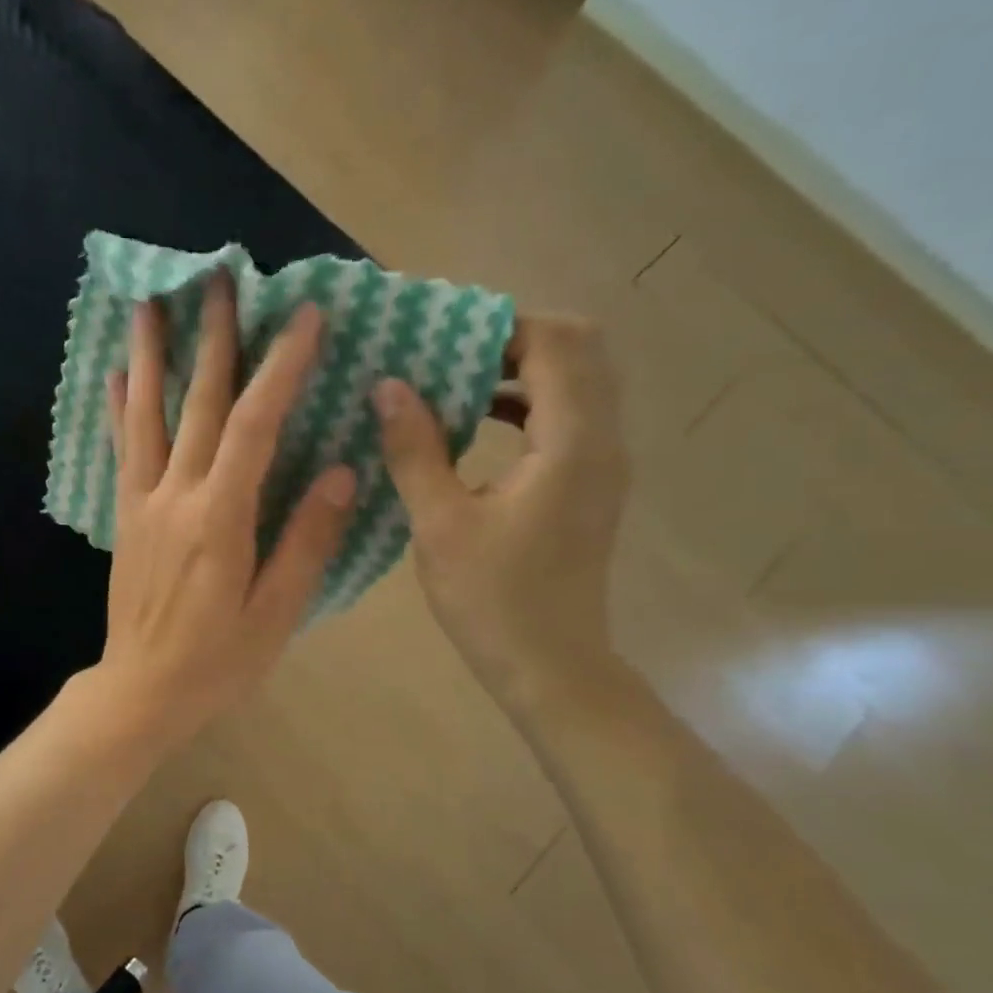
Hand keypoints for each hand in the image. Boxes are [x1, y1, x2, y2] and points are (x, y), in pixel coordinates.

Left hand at [91, 272, 356, 747]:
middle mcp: (176, 497)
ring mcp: (144, 504)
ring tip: (150, 300)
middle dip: (213, 337)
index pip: (255, 425)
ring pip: (147, 415)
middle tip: (219, 277)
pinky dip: (121, 408)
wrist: (142, 692)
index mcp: (221, 518)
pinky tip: (117, 375)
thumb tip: (340, 472)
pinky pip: (123, 451)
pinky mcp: (126, 518)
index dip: (280, 367)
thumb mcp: (276, 612)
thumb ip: (306, 541)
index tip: (303, 316)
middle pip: (197, 403)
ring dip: (150, 354)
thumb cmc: (218, 661)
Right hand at [373, 314, 626, 708]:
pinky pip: (568, 416)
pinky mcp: (588, 485)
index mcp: (572, 442)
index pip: (556, 342)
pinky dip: (526, 403)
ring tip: (452, 381)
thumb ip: (416, 449)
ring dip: (519, 369)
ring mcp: (602, 463)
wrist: (551, 666)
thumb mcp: (440, 523)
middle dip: (512, 339)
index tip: (439, 337)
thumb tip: (389, 386)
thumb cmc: (493, 599)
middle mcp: (602, 440)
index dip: (499, 327)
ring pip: (576, 382)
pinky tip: (474, 426)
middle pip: (579, 349)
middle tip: (448, 353)